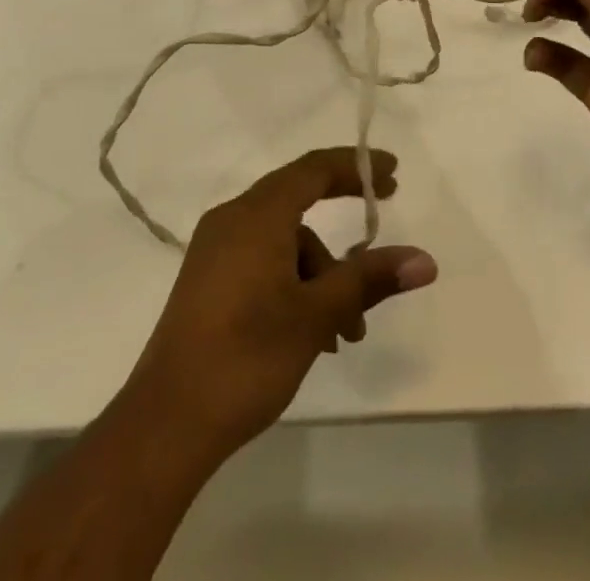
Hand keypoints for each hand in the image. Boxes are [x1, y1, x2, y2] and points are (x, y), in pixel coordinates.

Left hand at [125, 148, 436, 463]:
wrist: (165, 424)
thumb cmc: (247, 356)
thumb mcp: (317, 315)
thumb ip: (368, 279)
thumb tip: (424, 259)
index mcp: (257, 214)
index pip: (314, 169)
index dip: (356, 166)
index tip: (393, 174)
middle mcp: (233, 219)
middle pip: (298, 201)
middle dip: (342, 227)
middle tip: (379, 235)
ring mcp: (215, 250)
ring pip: (283, 241)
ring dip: (320, 275)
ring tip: (346, 332)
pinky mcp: (208, 281)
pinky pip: (262, 261)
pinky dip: (294, 284)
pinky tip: (312, 334)